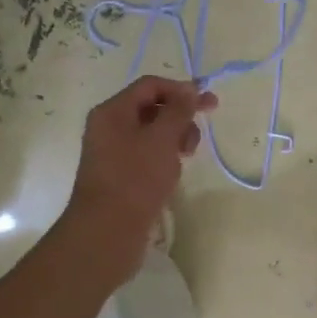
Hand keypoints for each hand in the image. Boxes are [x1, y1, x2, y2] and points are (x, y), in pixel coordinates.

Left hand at [58, 76, 216, 282]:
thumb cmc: (135, 179)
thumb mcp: (162, 139)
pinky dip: (163, 158)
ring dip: (174, 140)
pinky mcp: (120, 175)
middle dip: (179, 118)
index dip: (181, 90)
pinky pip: (146, 155)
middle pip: (152, 108)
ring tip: (183, 159)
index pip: (150, 86)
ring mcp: (113, 153)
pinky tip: (172, 174)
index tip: (209, 104)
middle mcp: (109, 127)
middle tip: (195, 140)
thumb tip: (190, 88)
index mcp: (112, 111)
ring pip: (152, 134)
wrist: (107, 232)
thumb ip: (179, 110)